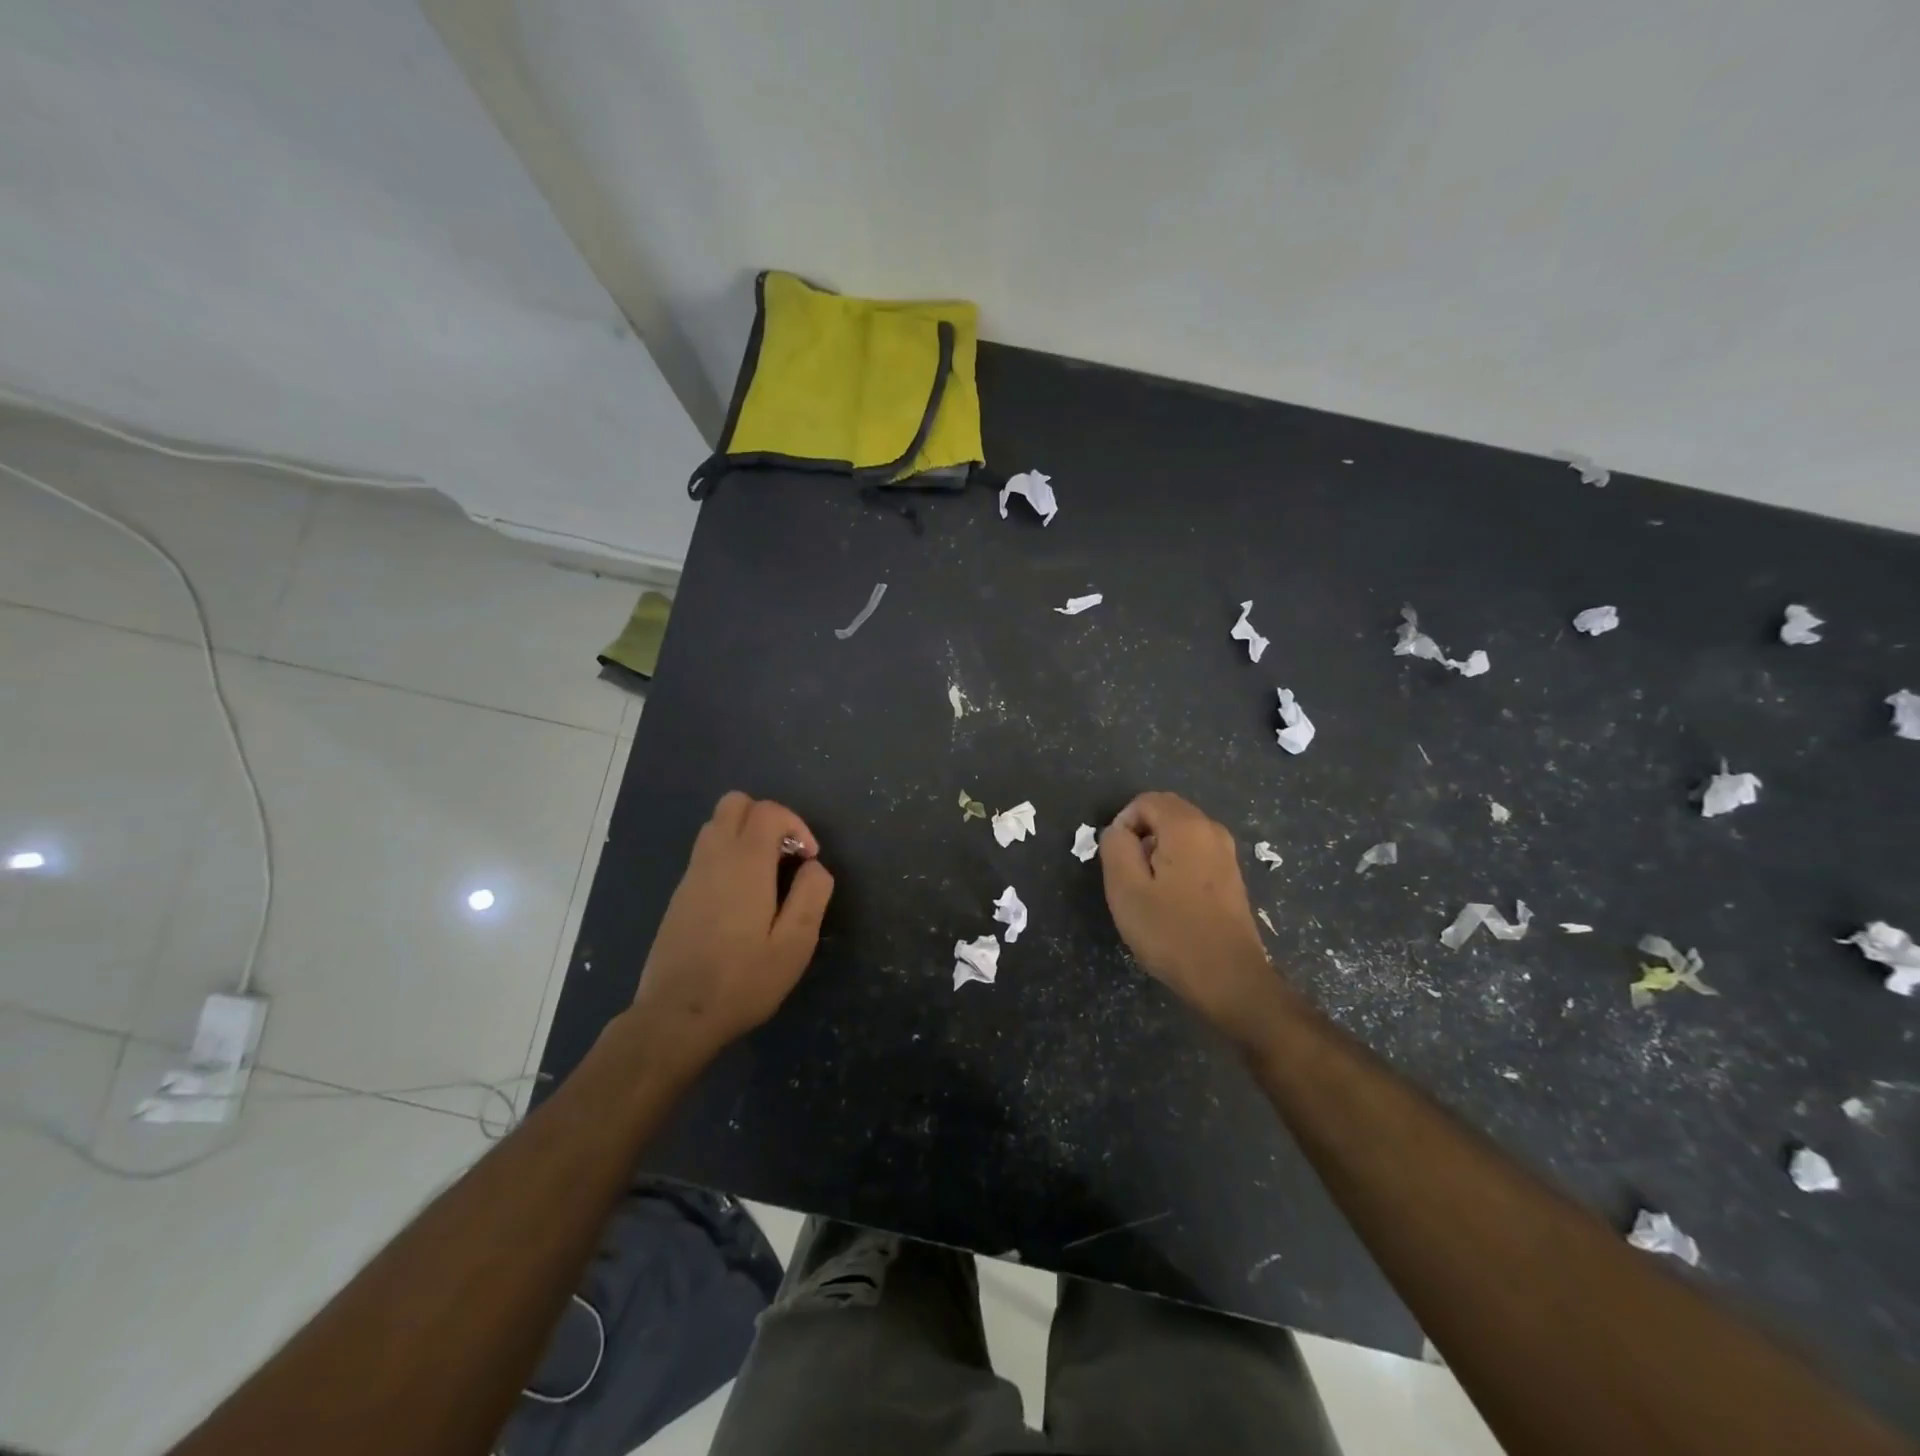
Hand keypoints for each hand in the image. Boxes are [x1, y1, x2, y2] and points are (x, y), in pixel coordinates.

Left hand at [628, 791, 834, 1071]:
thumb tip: (815, 867)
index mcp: (745, 863)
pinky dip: (729, 856)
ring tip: (767, 876)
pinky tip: (742, 901)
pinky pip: (706, 853)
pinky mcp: (679, 896)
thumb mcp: (794, 944)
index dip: (796, 825)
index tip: (808, 860)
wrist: (676, 1016)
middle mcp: (714, 858)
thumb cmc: (742, 981)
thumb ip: (811, 895)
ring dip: (746, 835)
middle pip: (735, 803)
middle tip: (786, 856)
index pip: (768, 811)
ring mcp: (691, 876)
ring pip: (716, 825)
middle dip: (768, 818)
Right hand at [1099, 792, 1290, 1042]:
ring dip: (1157, 851)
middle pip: (1165, 812)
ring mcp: (1226, 853)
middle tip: (1130, 876)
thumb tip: (1118, 831)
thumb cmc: (1172, 932)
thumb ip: (1115, 847)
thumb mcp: (1126, 888)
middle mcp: (1211, 830)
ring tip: (1149, 891)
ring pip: (1180, 833)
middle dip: (1140, 835)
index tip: (1117, 863)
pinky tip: (1172, 900)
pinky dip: (1176, 864)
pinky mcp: (1231, 875)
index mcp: (1186, 826)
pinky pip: (1195, 852)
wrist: (1229, 979)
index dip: (1123, 825)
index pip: (1145, 801)